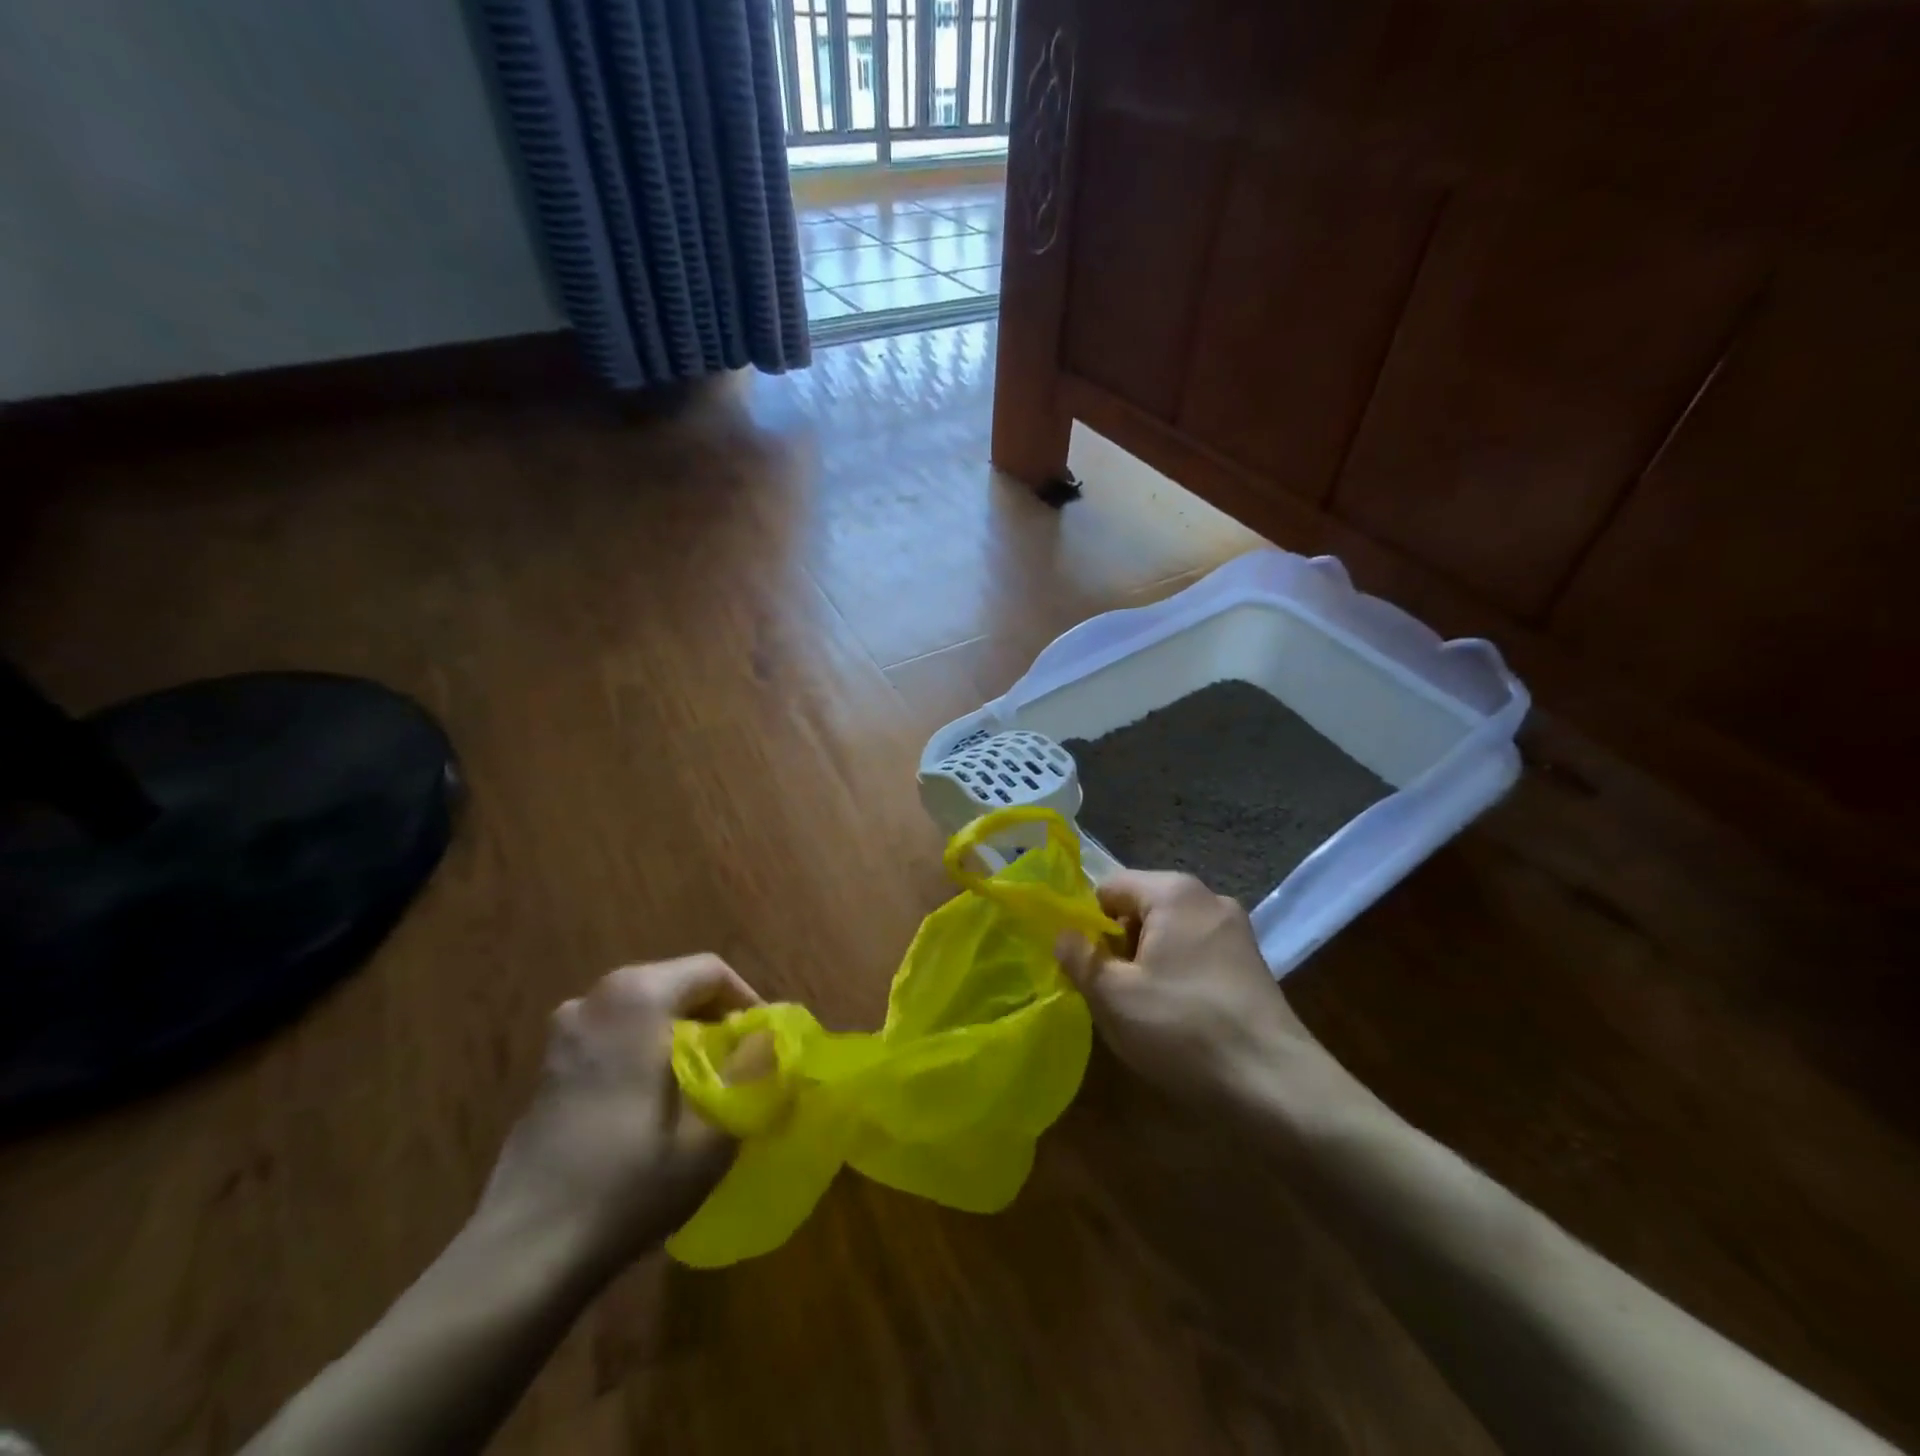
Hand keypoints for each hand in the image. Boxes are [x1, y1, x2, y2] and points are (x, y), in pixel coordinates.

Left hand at [476, 955, 761, 1275]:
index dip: (747, 1000)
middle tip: (736, 1064)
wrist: (524, 1253)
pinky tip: (649, 1105)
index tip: (761, 1044)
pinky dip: (641, 1052)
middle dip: (712, 1019)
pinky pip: (612, 1037)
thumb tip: (773, 1039)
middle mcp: (596, 999)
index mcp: (638, 997)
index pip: (710, 971)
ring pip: (642, 1013)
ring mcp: (564, 1033)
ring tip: (698, 1084)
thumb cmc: (629, 1180)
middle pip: (674, 986)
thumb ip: (753, 1073)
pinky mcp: (546, 1068)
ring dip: (676, 1036)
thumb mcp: (713, 1130)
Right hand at [1054, 872, 1330, 1109]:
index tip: (1081, 964)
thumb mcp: (1113, 994)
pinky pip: (1196, 954)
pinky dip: (1177, 975)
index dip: (1086, 922)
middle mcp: (1208, 898)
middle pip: (1141, 908)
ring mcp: (1236, 932)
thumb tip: (1063, 934)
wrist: (1275, 1086)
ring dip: (1147, 962)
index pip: (1109, 887)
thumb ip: (1079, 956)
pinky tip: (1176, 1016)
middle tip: (1108, 990)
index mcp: (1173, 892)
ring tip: (1140, 1009)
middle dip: (1118, 944)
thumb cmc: (1182, 1028)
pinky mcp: (1252, 965)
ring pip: (1169, 934)